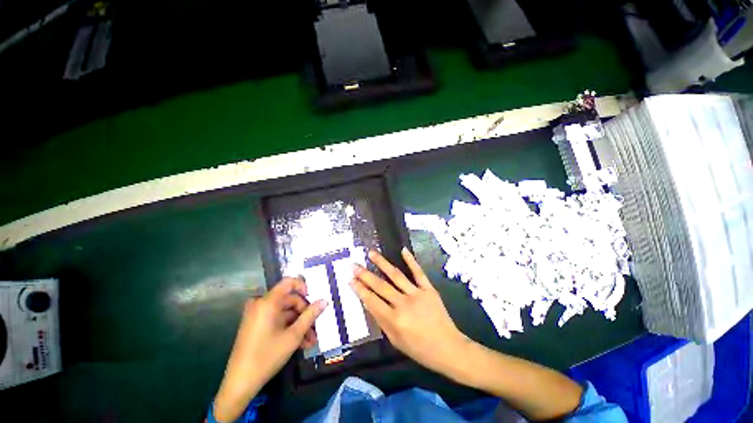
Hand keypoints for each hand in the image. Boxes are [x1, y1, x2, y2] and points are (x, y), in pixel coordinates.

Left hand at [214, 277, 327, 421]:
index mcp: (268, 302)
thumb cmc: (267, 356)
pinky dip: (289, 329)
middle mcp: (261, 304)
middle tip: (316, 328)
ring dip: (299, 325)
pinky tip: (301, 343)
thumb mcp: (293, 336)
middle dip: (304, 314)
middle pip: (289, 300)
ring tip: (311, 340)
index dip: (304, 287)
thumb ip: (310, 315)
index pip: (289, 282)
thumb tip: (324, 301)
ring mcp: (257, 315)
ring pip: (285, 313)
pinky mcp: (256, 325)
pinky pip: (277, 320)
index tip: (314, 300)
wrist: (240, 383)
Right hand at [351, 248, 470, 374]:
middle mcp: (403, 304)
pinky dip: (410, 260)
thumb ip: (382, 321)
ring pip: (396, 275)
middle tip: (354, 265)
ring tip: (371, 253)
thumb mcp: (395, 341)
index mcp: (394, 320)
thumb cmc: (419, 349)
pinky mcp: (428, 289)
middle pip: (380, 286)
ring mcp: (417, 294)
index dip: (359, 289)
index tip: (350, 279)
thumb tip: (370, 303)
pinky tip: (403, 250)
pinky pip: (418, 272)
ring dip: (382, 263)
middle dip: (365, 275)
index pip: (371, 301)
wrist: (448, 348)